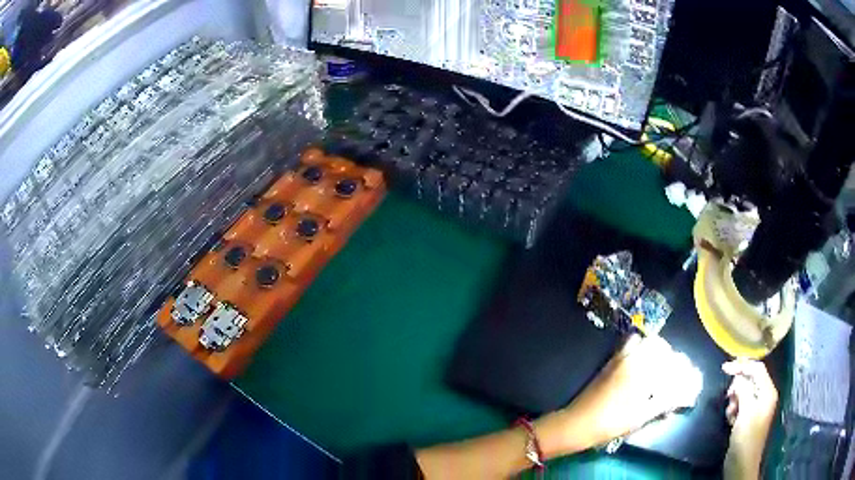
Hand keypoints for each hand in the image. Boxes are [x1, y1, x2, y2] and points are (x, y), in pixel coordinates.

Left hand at [561, 334, 702, 444]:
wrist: (577, 423)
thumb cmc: (611, 422)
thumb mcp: (641, 417)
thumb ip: (663, 403)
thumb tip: (680, 396)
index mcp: (641, 369)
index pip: (668, 356)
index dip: (679, 363)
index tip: (684, 371)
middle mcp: (631, 358)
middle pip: (655, 343)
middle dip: (667, 352)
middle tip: (670, 368)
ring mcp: (617, 358)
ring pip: (641, 341)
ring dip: (651, 348)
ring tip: (656, 365)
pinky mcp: (608, 363)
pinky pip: (627, 345)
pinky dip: (637, 348)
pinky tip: (639, 366)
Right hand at [723, 359, 777, 478]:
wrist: (742, 465)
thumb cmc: (746, 438)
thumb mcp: (745, 412)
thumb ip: (744, 391)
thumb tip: (738, 378)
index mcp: (768, 392)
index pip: (757, 369)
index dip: (742, 366)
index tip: (724, 368)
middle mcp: (765, 396)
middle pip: (751, 380)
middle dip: (738, 387)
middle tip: (727, 397)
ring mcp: (757, 408)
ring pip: (744, 393)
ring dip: (735, 400)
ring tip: (730, 413)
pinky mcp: (749, 418)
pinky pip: (742, 405)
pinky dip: (735, 409)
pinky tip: (730, 419)